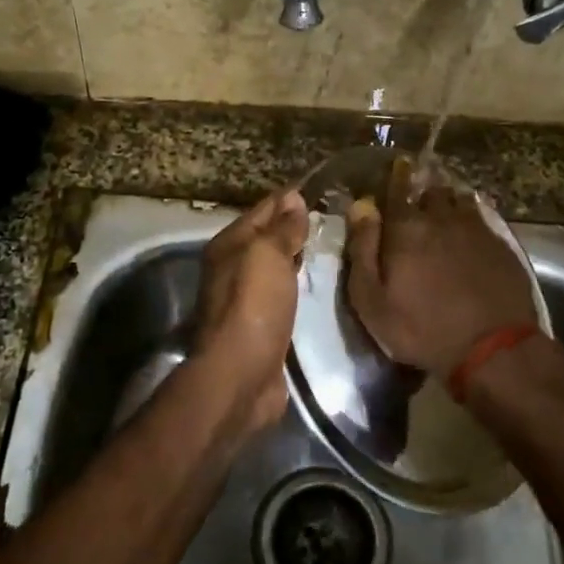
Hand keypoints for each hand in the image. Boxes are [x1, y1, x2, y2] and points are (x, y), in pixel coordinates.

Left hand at [190, 188, 308, 432]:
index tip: (322, 189)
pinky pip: (282, 294)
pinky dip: (297, 285)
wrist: (242, 374)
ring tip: (331, 247)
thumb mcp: (268, 255)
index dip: (289, 199)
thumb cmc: (254, 306)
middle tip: (334, 218)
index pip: (263, 209)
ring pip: (275, 267)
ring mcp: (245, 298)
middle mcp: (232, 268)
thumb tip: (293, 198)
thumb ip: (282, 228)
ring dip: (297, 257)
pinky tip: (318, 285)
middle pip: (267, 238)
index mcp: (229, 245)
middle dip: (294, 227)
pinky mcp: (260, 325)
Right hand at [345, 159, 537, 376]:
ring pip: (459, 201)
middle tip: (417, 202)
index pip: (397, 189)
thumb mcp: (372, 299)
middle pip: (431, 192)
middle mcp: (442, 218)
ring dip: (448, 203)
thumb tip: (361, 206)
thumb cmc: (421, 328)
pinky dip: (472, 218)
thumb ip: (363, 249)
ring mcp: (476, 230)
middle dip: (422, 193)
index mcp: (406, 228)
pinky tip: (470, 230)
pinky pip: (482, 219)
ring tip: (444, 212)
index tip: (397, 165)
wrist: (492, 349)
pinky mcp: (501, 245)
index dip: (396, 176)